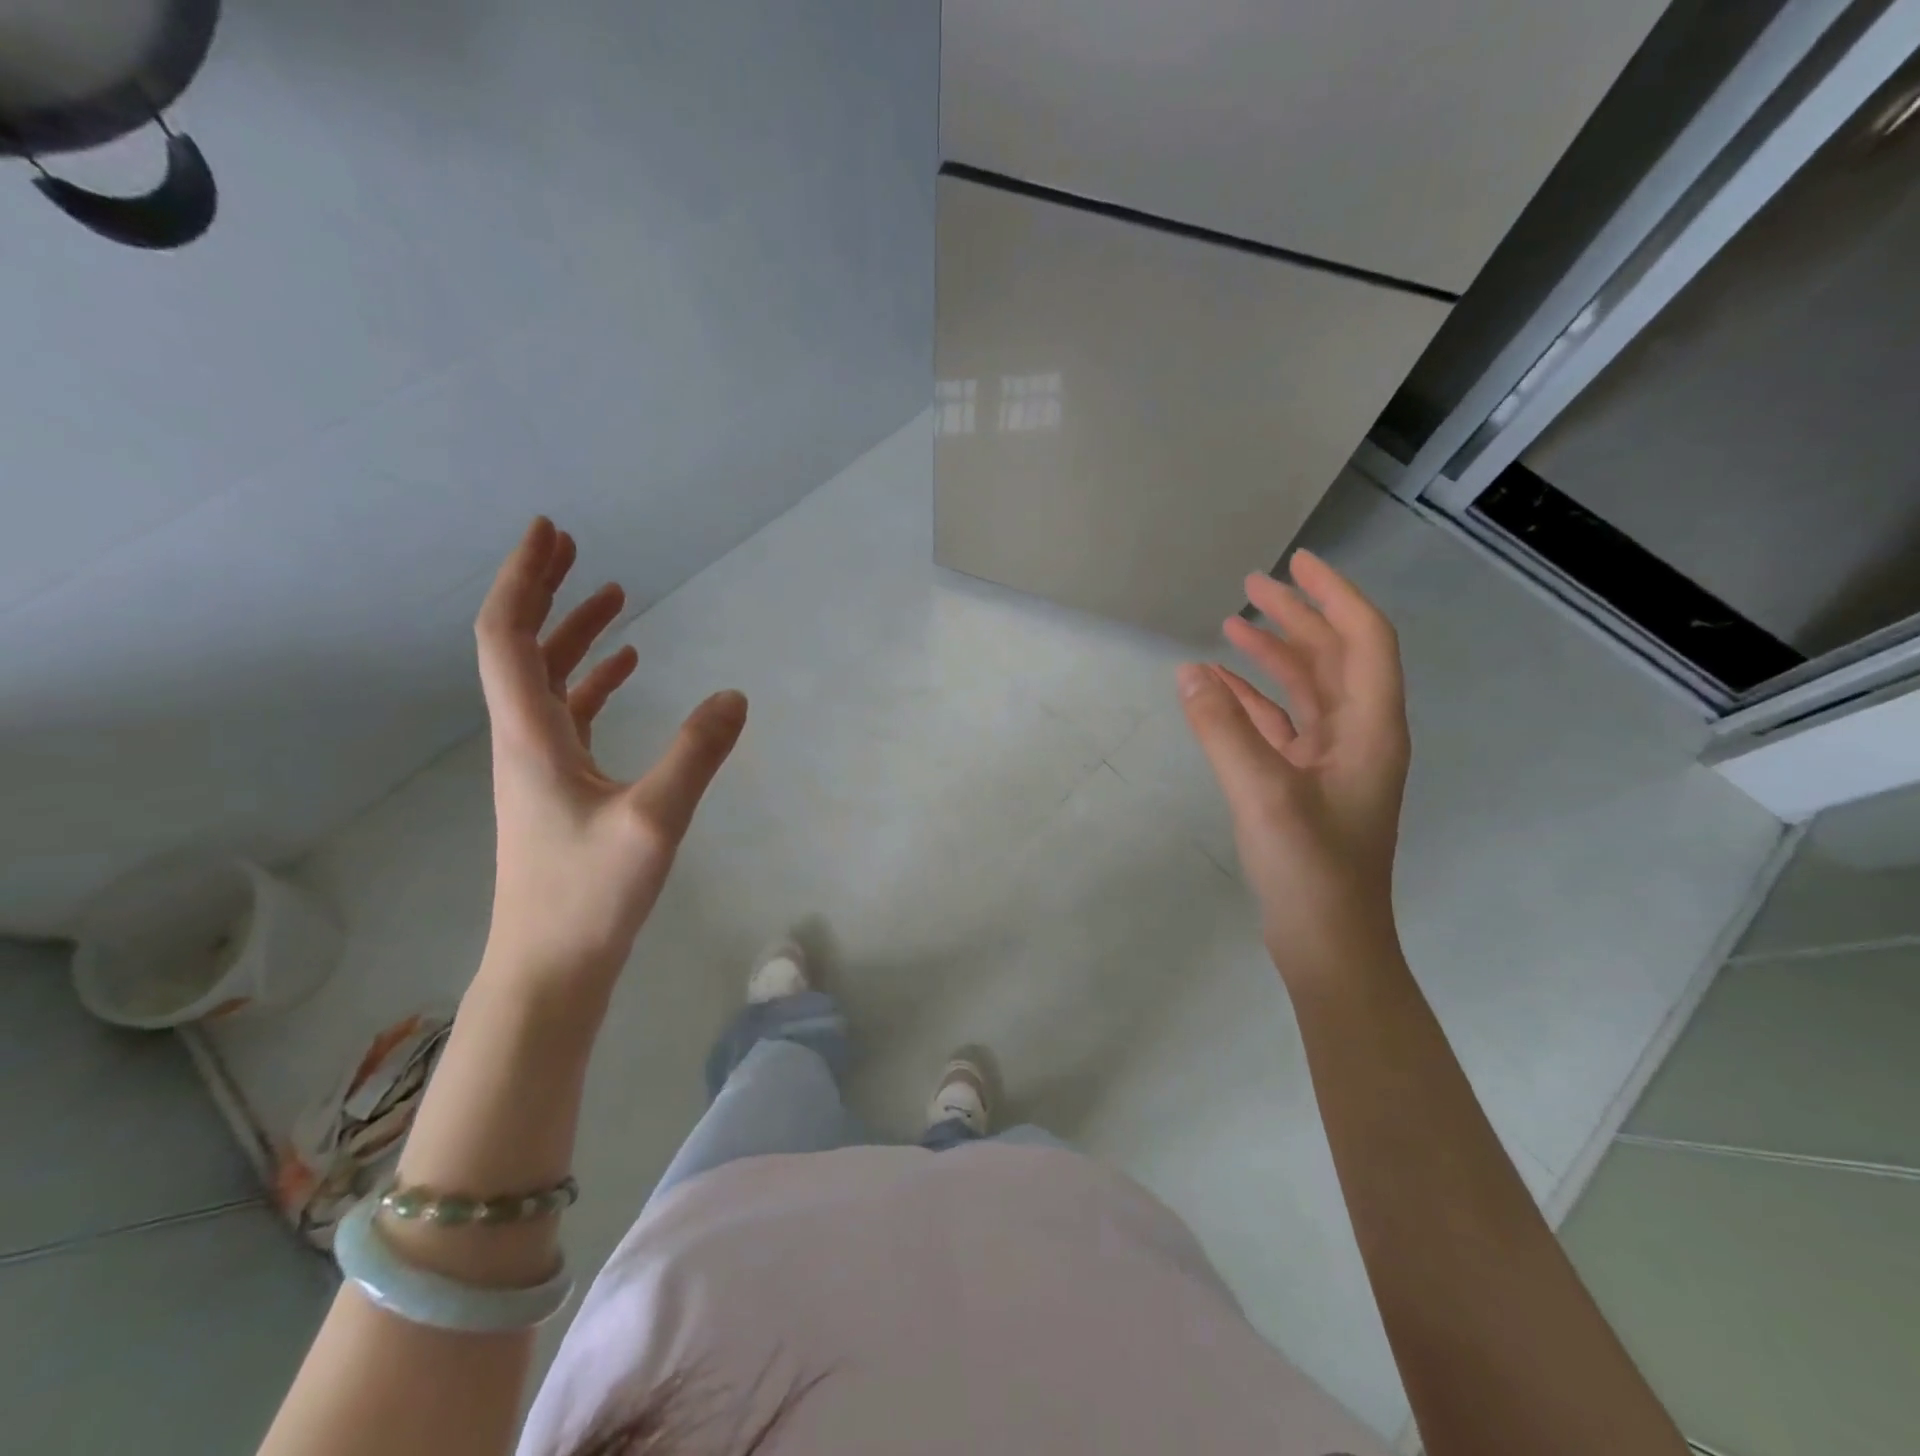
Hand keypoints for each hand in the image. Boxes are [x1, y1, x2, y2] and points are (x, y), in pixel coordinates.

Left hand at [474, 518, 746, 992]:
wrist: (550, 969)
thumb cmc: (589, 896)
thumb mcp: (655, 820)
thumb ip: (697, 753)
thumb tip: (735, 695)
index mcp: (531, 736)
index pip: (508, 637)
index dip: (524, 579)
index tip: (550, 532)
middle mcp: (526, 740)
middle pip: (521, 648)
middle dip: (546, 592)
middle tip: (574, 546)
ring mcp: (541, 766)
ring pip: (549, 681)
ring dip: (575, 634)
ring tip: (614, 596)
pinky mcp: (562, 789)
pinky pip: (572, 715)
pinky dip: (595, 681)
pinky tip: (627, 670)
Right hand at [1179, 550, 1410, 979]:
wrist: (1328, 943)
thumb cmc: (1310, 868)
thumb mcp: (1263, 792)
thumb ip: (1223, 728)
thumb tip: (1188, 672)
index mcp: (1371, 728)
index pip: (1363, 639)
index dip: (1333, 595)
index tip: (1296, 563)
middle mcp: (1359, 735)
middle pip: (1333, 658)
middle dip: (1295, 618)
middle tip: (1251, 585)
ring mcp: (1332, 761)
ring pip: (1306, 690)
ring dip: (1273, 656)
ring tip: (1231, 626)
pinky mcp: (1305, 784)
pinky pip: (1280, 725)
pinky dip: (1253, 701)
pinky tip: (1219, 689)